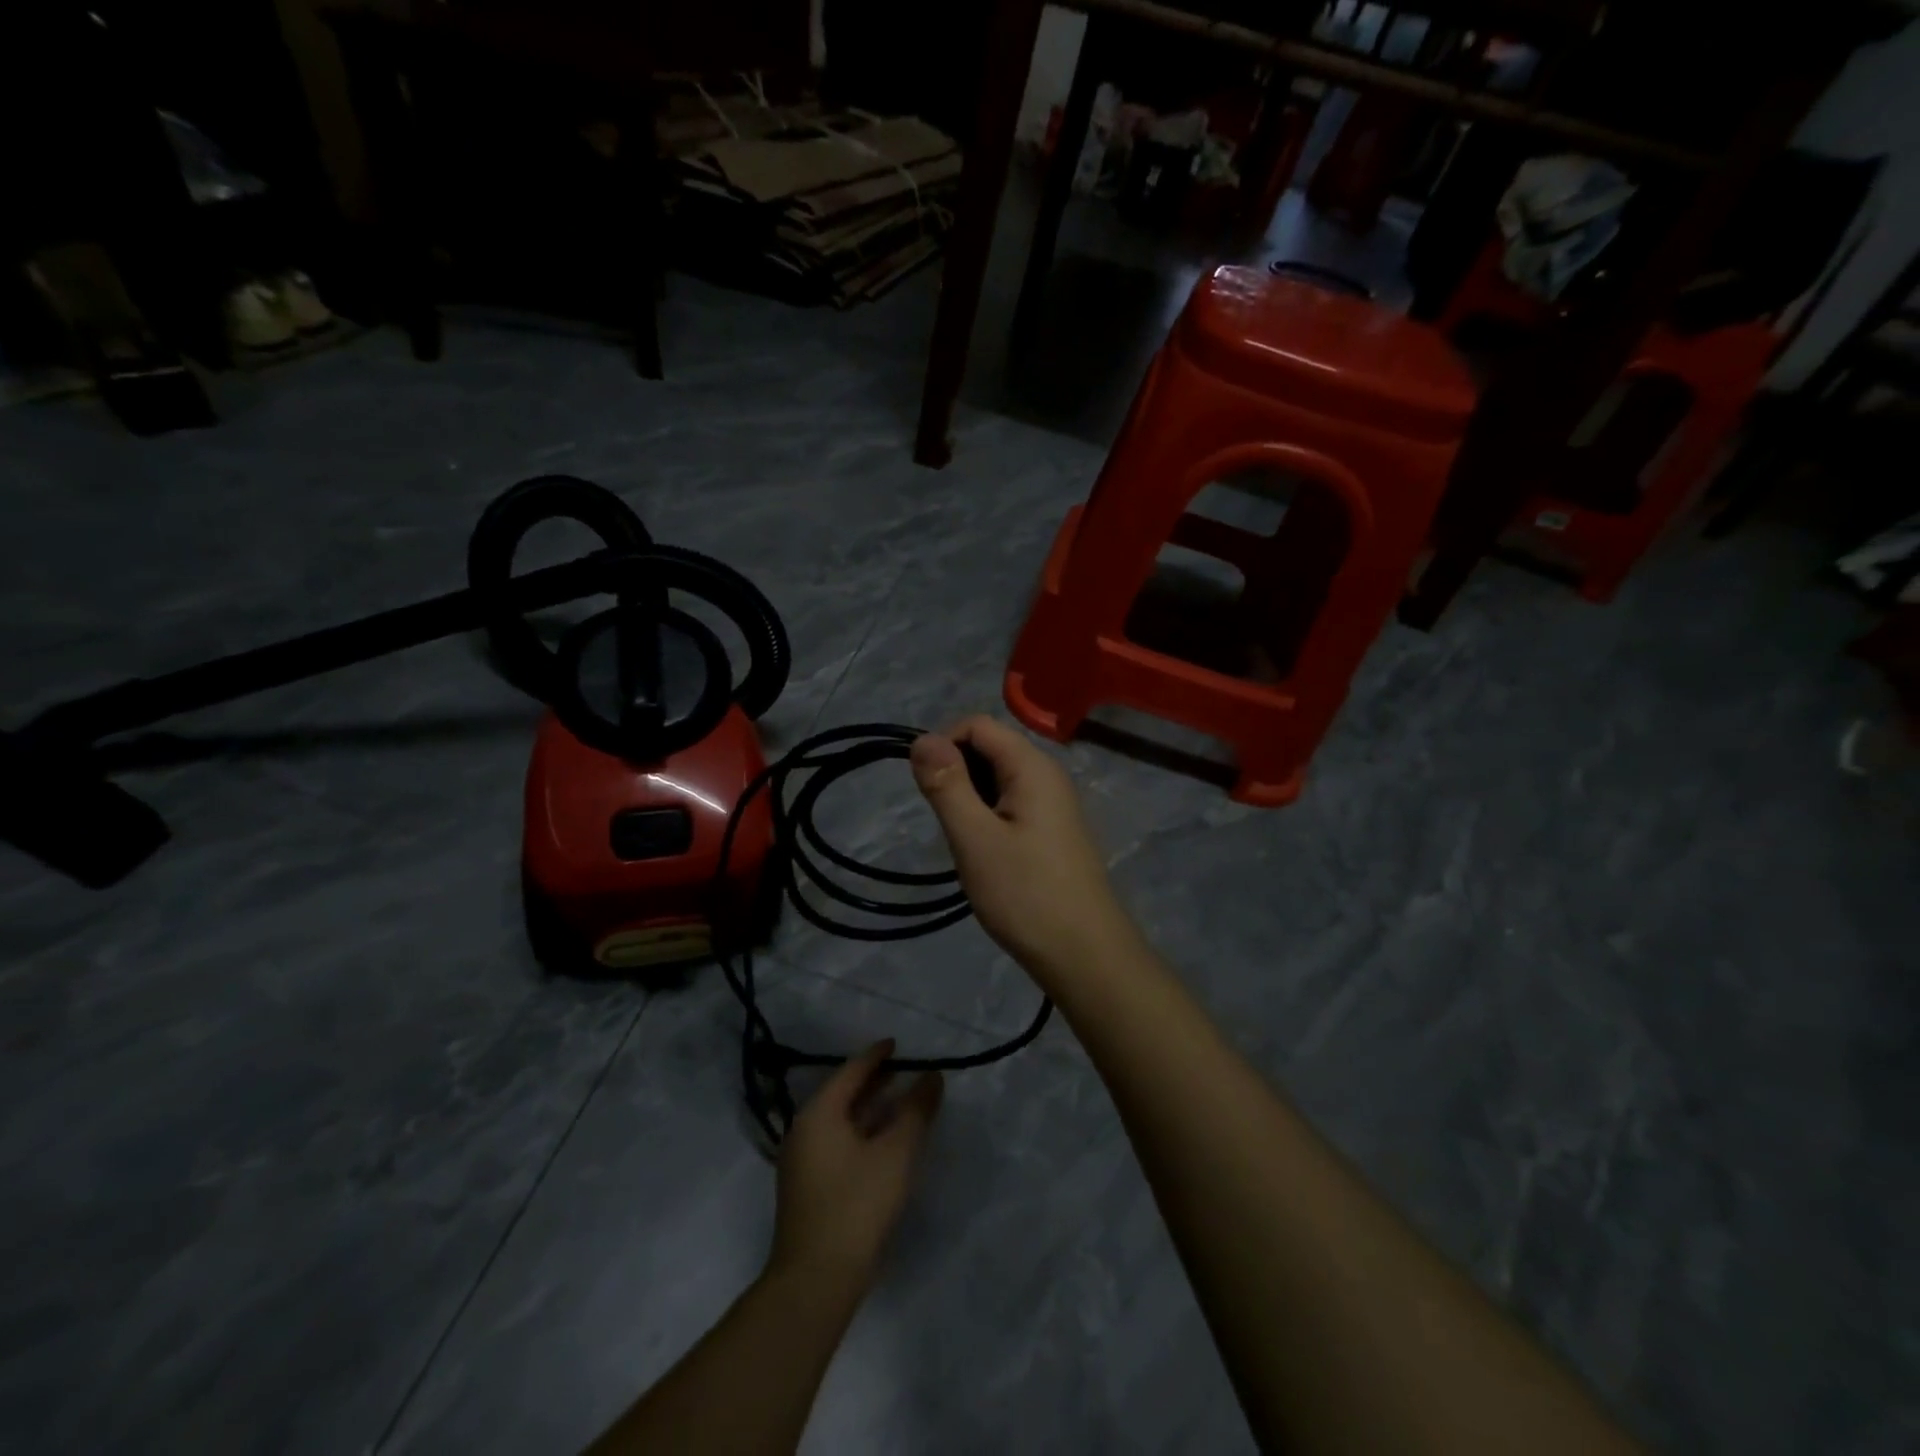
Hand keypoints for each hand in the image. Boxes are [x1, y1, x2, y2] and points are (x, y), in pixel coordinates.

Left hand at [770, 1040, 942, 1292]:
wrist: (815, 1281)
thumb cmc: (857, 1205)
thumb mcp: (896, 1153)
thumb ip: (917, 1110)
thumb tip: (933, 1076)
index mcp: (819, 1113)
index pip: (851, 1071)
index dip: (877, 1055)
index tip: (898, 1044)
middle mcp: (804, 1130)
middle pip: (843, 1093)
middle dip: (874, 1081)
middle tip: (904, 1069)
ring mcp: (802, 1160)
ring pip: (841, 1120)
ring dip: (870, 1108)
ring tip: (900, 1102)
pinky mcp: (808, 1187)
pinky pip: (837, 1142)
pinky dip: (862, 1132)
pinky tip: (883, 1142)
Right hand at [910, 715, 1134, 982]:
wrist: (1084, 955)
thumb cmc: (1025, 895)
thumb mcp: (975, 838)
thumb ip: (947, 784)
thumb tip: (921, 738)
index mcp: (1033, 767)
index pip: (978, 724)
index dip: (944, 744)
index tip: (927, 788)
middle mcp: (1048, 775)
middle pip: (990, 748)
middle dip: (957, 774)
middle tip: (948, 823)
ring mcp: (1054, 805)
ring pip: (998, 779)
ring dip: (971, 799)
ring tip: (965, 843)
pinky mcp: (1052, 831)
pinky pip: (1011, 805)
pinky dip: (988, 818)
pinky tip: (985, 855)